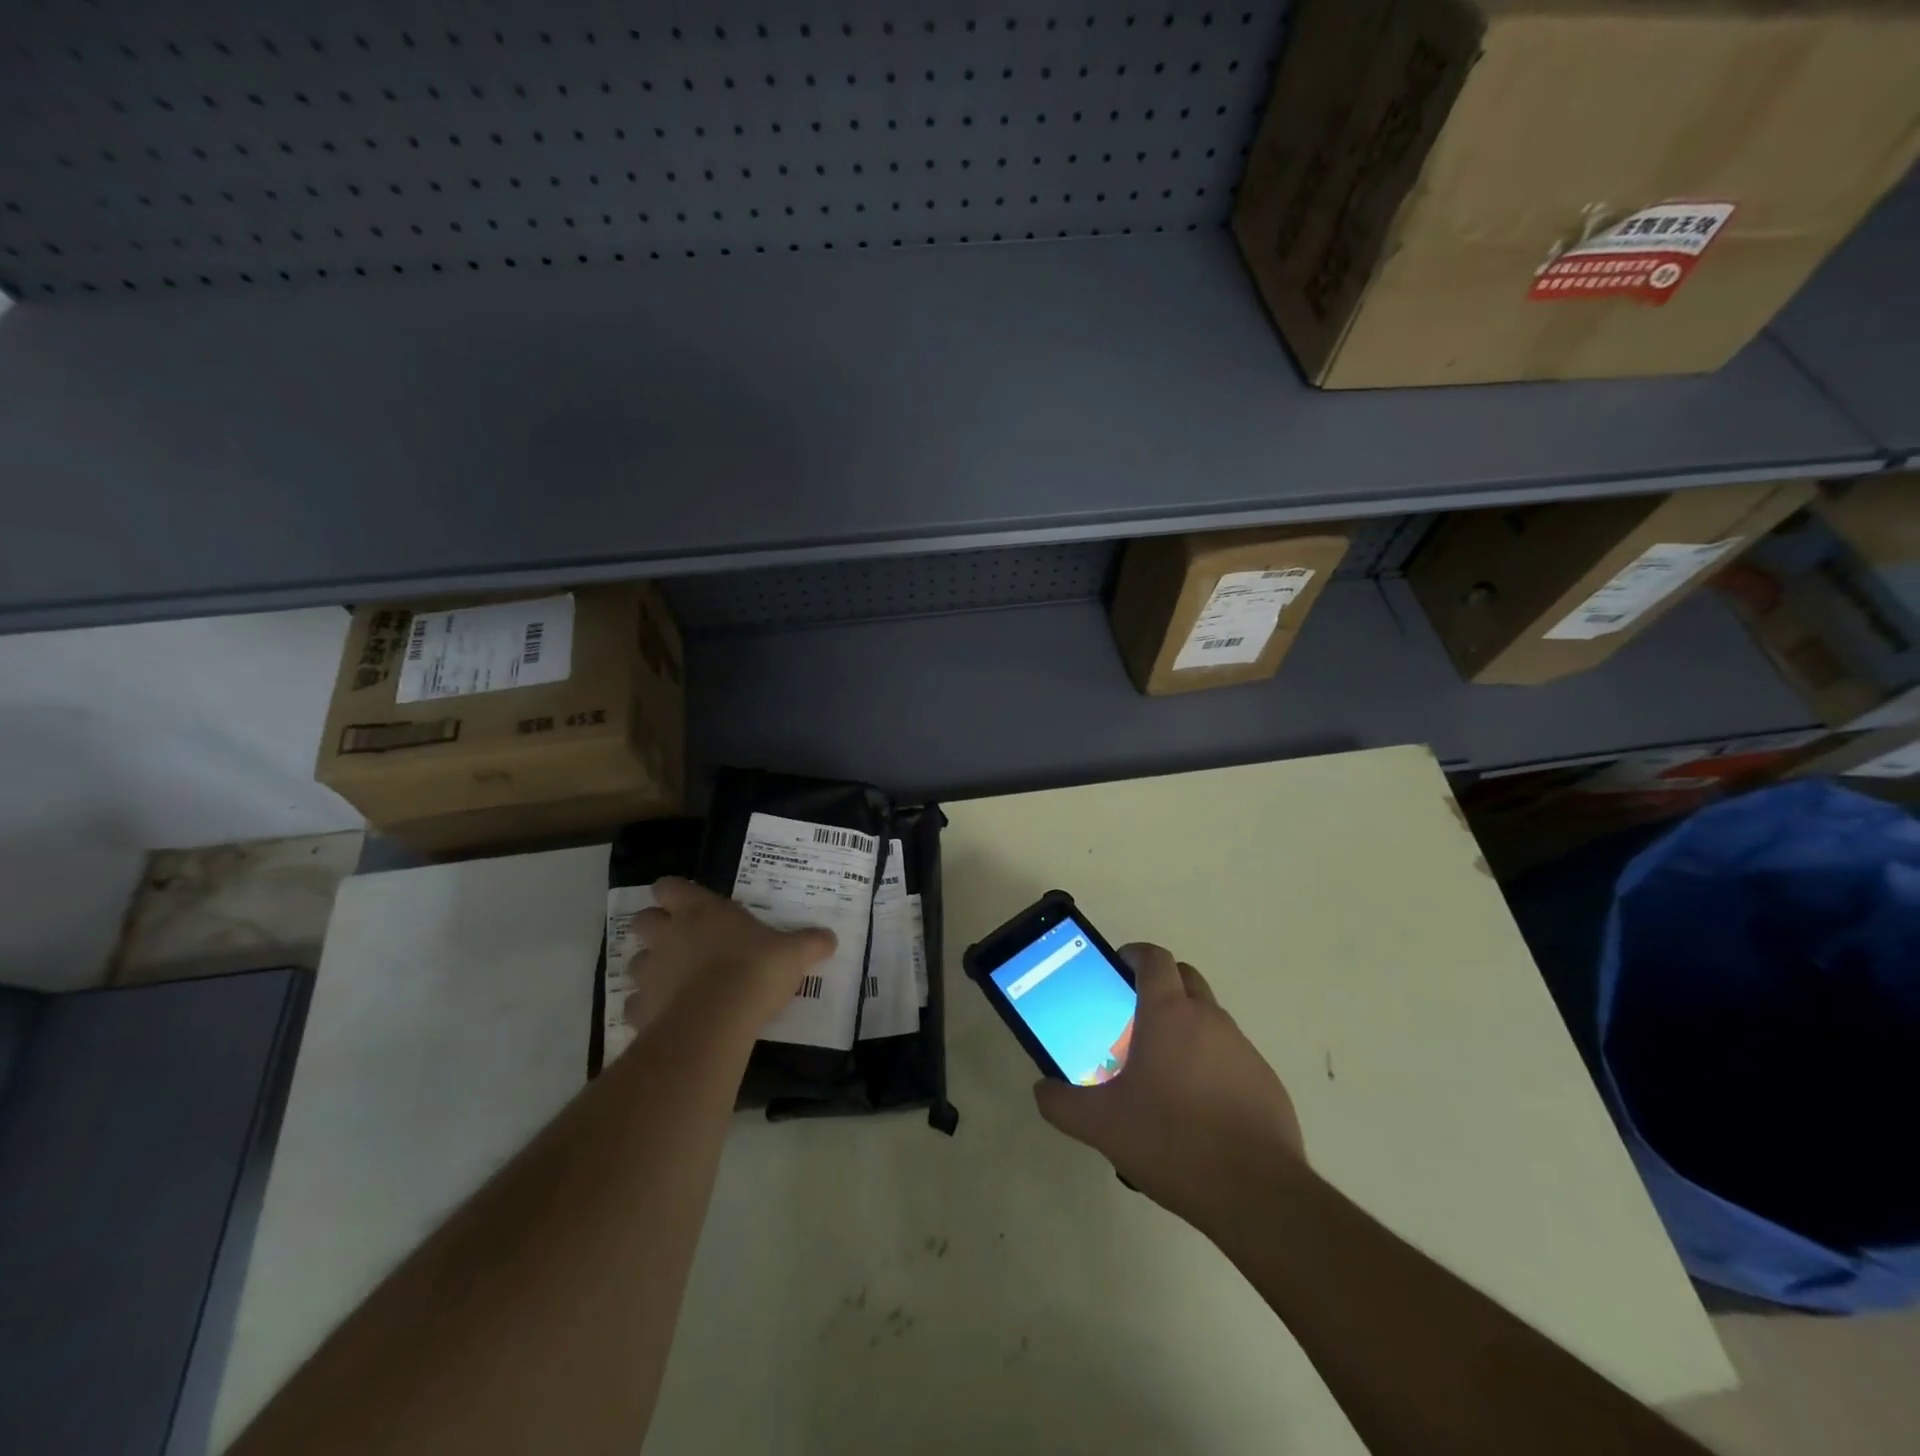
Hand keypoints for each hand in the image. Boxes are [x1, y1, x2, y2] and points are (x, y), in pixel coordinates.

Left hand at [624, 877, 835, 1041]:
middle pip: (642, 920)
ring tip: (674, 982)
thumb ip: (809, 942)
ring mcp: (650, 972)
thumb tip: (830, 938)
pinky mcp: (640, 1009)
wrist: (717, 1020)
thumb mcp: (793, 953)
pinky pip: (636, 1005)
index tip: (686, 902)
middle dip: (654, 928)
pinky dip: (648, 1009)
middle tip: (679, 940)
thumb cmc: (755, 969)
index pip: (669, 887)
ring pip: (635, 962)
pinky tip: (668, 1017)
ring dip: (650, 969)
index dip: (673, 893)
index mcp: (700, 910)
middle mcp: (668, 935)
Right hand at [1033, 943, 1306, 1231]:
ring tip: (1162, 1071)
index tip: (1117, 968)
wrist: (1256, 1193)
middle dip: (1160, 984)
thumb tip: (1042, 1089)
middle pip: (1184, 977)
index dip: (1134, 955)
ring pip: (1209, 1017)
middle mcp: (1208, 1018)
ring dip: (1185, 1026)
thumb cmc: (1171, 1141)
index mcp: (1168, 1013)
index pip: (1154, 958)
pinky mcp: (1265, 1080)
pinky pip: (1231, 1055)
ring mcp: (1242, 1048)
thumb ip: (1062, 1104)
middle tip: (1133, 1018)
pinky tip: (1196, 1107)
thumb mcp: (1101, 1125)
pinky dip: (1210, 1062)